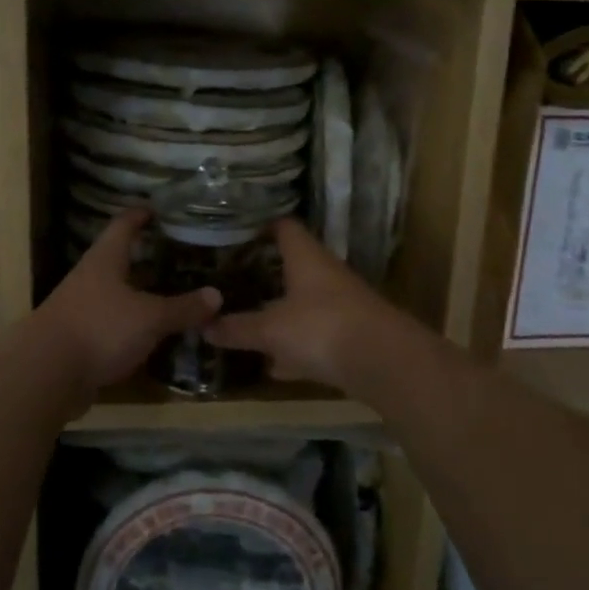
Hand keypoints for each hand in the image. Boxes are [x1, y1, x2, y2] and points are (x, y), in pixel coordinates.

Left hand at [35, 208, 221, 394]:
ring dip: (143, 294)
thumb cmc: (99, 328)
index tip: (161, 208)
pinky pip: (114, 324)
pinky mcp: (80, 339)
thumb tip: (217, 295)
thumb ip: (183, 307)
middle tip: (181, 255)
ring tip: (175, 293)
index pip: (124, 224)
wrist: (46, 375)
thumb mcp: (150, 317)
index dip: (142, 214)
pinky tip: (155, 333)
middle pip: (121, 259)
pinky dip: (134, 325)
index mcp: (105, 260)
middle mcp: (91, 278)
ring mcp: (82, 309)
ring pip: (119, 294)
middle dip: (148, 257)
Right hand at [203, 219, 396, 387]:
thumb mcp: (271, 330)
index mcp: (306, 258)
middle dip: (267, 272)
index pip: (284, 227)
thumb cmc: (321, 328)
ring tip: (249, 317)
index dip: (262, 225)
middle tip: (234, 277)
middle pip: (295, 264)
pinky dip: (296, 344)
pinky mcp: (351, 334)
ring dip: (282, 310)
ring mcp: (342, 304)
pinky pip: (315, 333)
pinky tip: (276, 364)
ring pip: (305, 301)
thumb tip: (204, 325)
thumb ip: (238, 328)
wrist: (384, 362)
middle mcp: (326, 273)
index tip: (237, 231)